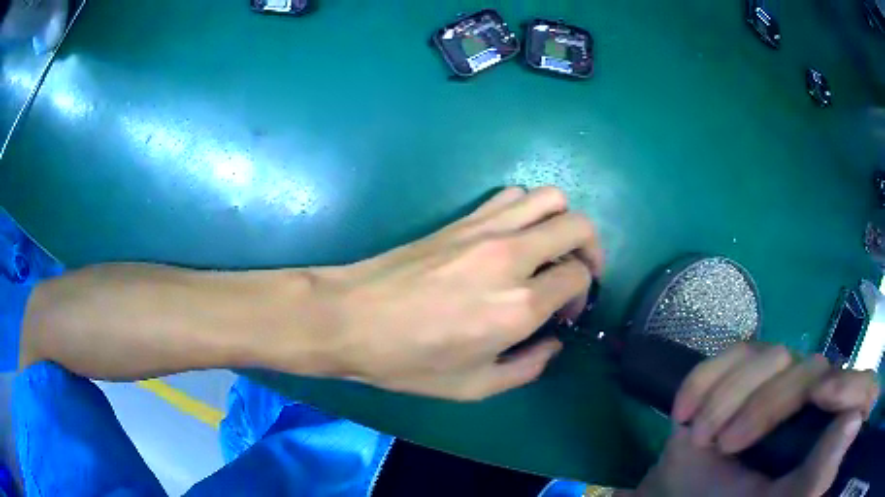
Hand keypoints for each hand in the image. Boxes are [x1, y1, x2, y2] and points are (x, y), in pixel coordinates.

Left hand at [303, 186, 603, 399]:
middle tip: (577, 273)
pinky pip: (512, 196)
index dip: (583, 293)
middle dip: (591, 248)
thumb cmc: (408, 361)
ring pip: (550, 198)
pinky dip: (528, 210)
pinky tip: (514, 237)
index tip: (565, 312)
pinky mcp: (463, 219)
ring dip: (562, 221)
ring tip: (550, 250)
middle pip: (578, 225)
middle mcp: (512, 257)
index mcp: (519, 306)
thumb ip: (527, 368)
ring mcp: (486, 229)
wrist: (352, 318)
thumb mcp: (473, 386)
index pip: (579, 276)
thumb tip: (552, 344)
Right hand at [636, 343, 878, 496]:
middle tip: (724, 446)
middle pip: (809, 370)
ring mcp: (780, 373)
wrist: (684, 492)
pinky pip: (733, 351)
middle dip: (763, 407)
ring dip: (727, 398)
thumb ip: (816, 476)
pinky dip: (705, 379)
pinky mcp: (746, 364)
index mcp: (825, 426)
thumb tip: (856, 421)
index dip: (843, 386)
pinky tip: (683, 412)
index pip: (852, 386)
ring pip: (770, 355)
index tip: (819, 401)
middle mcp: (812, 392)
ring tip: (698, 437)